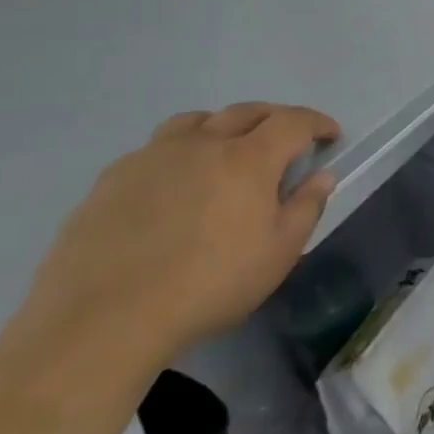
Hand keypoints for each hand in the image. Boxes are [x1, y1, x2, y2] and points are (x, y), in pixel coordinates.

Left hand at [20, 103, 340, 370]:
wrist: (102, 321)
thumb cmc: (208, 286)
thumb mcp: (278, 254)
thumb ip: (306, 208)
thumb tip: (321, 176)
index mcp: (249, 158)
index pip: (294, 121)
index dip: (317, 123)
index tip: (330, 135)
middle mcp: (203, 144)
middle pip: (246, 111)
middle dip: (274, 119)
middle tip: (286, 140)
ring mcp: (152, 158)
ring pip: (195, 121)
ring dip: (222, 126)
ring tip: (225, 150)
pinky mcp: (111, 180)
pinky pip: (154, 149)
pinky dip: (178, 153)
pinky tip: (173, 185)